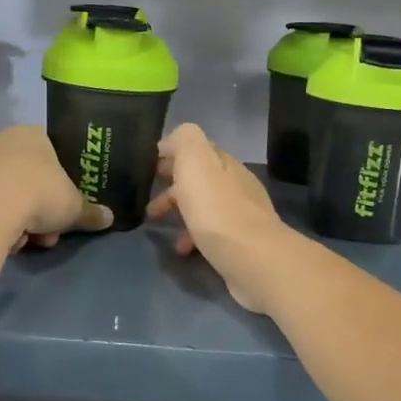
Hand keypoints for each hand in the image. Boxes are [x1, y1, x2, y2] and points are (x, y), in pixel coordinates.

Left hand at [0, 126, 112, 251]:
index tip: (63, 209)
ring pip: (3, 194)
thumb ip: (91, 212)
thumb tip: (109, 218)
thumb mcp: (73, 207)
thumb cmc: (38, 195)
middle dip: (38, 209)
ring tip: (21, 242)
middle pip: (26, 179)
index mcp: (31, 134)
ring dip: (16, 220)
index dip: (60, 185)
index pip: (52, 155)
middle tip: (46, 233)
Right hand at [146, 124, 291, 311]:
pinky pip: (210, 233)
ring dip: (179, 211)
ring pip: (203, 205)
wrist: (254, 260)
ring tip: (156, 224)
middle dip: (172, 184)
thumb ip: (185, 141)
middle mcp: (235, 185)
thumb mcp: (196, 163)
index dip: (171, 153)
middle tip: (146, 195)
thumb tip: (173, 140)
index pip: (197, 149)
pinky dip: (192, 236)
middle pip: (199, 178)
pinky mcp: (240, 243)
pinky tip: (182, 249)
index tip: (147, 166)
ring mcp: (241, 215)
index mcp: (224, 163)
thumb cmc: (217, 210)